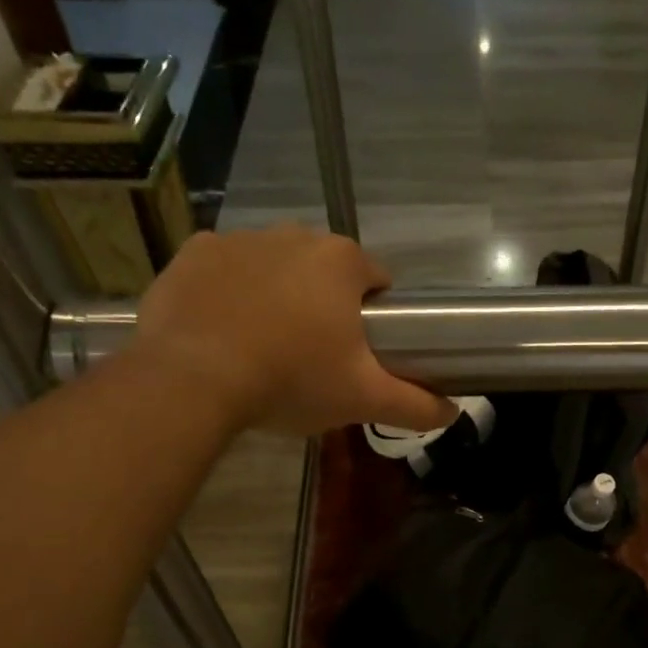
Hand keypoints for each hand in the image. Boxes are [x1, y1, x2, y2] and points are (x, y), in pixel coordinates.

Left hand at [130, 225, 455, 436]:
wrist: (194, 379)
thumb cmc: (292, 380)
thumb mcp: (362, 399)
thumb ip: (415, 405)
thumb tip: (454, 413)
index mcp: (341, 261)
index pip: (377, 282)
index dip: (374, 317)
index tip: (359, 353)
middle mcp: (293, 234)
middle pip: (324, 272)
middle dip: (324, 306)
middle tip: (312, 357)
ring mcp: (239, 238)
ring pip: (274, 268)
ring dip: (277, 297)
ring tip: (263, 348)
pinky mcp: (193, 253)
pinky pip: (224, 271)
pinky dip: (228, 294)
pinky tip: (222, 332)